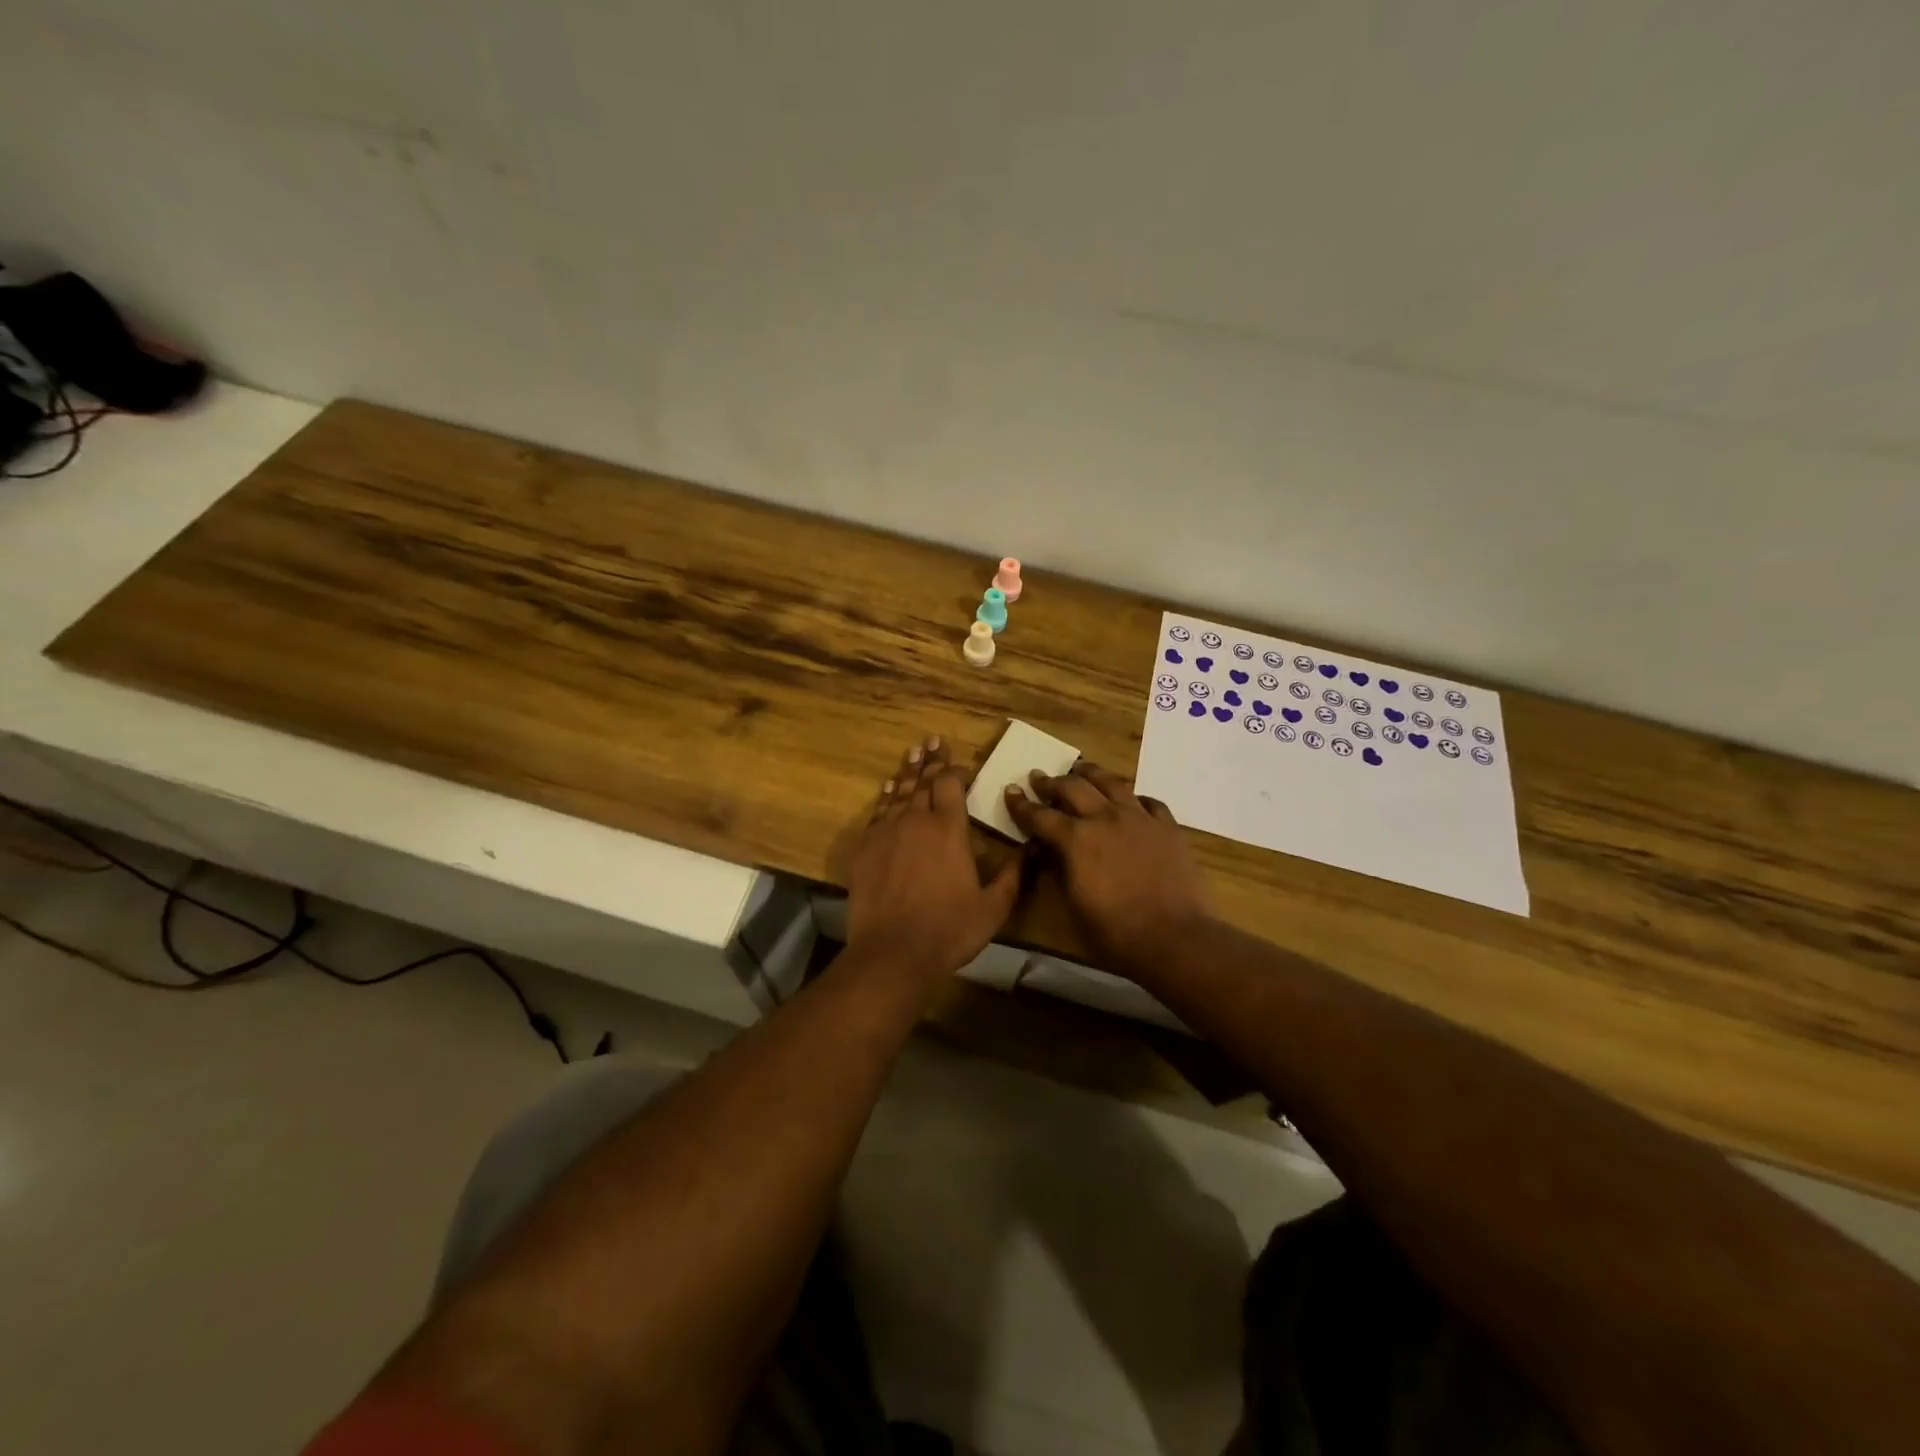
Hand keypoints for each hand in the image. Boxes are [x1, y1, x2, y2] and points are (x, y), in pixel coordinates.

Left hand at [845, 737, 1022, 980]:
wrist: (892, 953)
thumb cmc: (948, 930)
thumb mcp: (994, 908)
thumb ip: (1014, 875)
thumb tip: (1032, 848)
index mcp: (949, 829)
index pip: (951, 786)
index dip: (955, 770)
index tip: (959, 762)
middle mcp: (917, 821)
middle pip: (924, 782)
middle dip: (931, 761)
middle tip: (933, 740)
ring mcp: (887, 832)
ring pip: (899, 792)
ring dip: (908, 771)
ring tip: (913, 752)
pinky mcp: (865, 848)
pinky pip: (878, 813)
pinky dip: (885, 797)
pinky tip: (888, 789)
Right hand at [1003, 763, 1210, 978]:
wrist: (1175, 938)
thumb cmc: (1116, 932)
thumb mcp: (1074, 905)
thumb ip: (1060, 870)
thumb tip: (1050, 850)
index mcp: (1076, 839)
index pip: (1040, 816)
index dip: (1022, 805)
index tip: (1011, 791)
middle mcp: (1105, 818)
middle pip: (1073, 788)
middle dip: (1051, 782)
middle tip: (1039, 778)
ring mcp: (1140, 818)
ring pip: (1111, 782)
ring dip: (1090, 774)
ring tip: (1080, 769)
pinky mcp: (1168, 827)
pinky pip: (1149, 801)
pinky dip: (1134, 797)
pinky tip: (1131, 800)